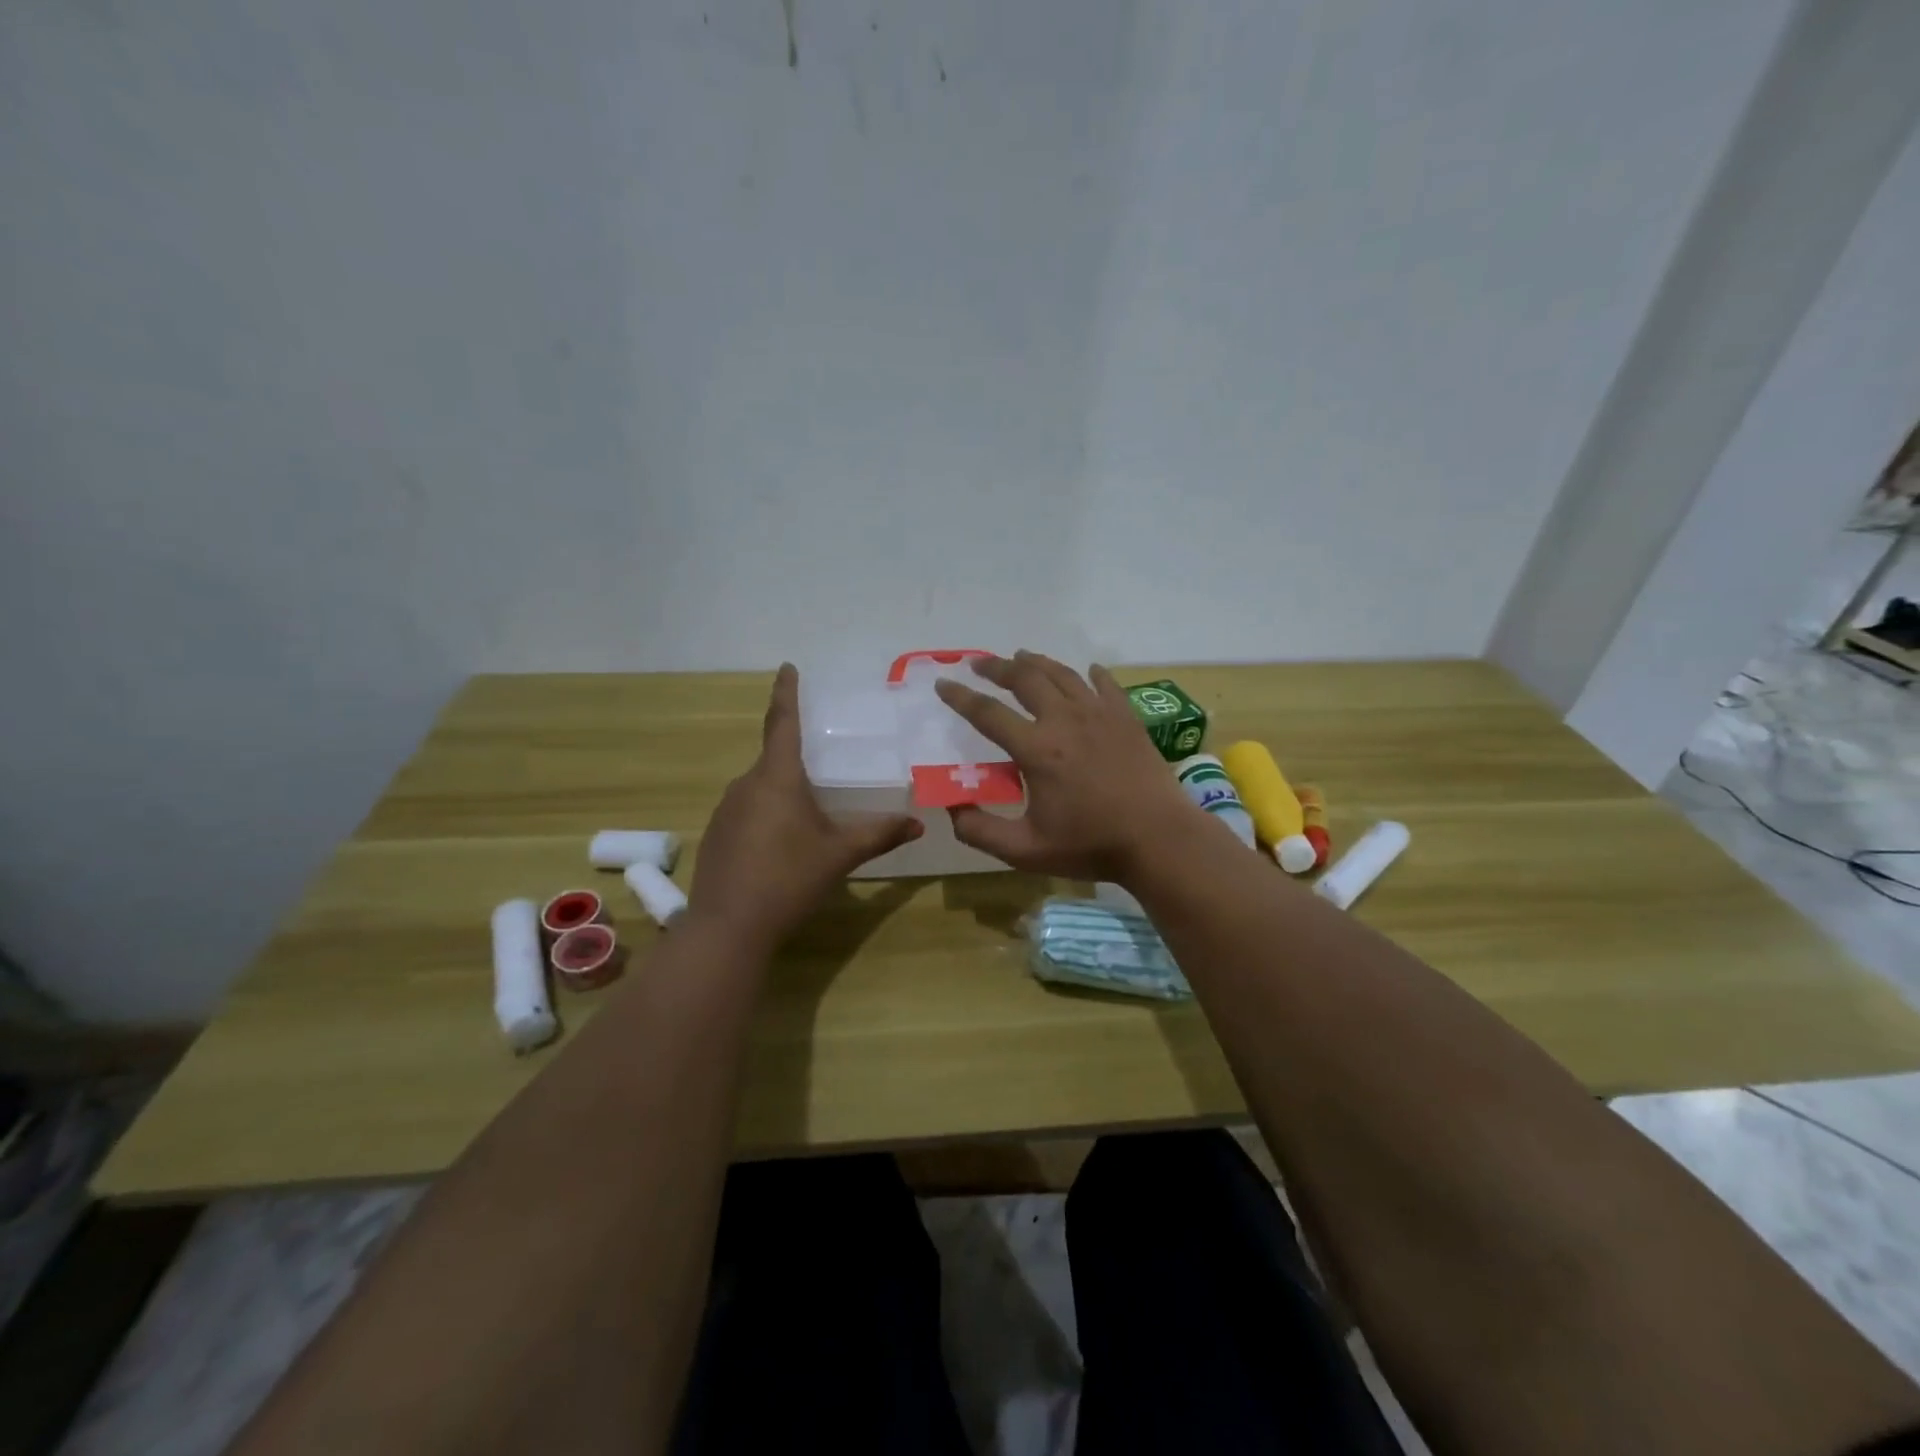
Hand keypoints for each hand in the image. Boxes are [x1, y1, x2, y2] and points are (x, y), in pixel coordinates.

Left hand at [690, 664, 922, 949]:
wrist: (727, 927)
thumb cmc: (788, 879)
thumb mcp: (840, 854)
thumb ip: (879, 834)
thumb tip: (919, 824)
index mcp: (777, 777)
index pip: (781, 722)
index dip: (786, 692)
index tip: (787, 667)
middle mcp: (746, 784)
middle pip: (774, 758)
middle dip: (796, 756)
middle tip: (825, 763)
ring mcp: (725, 810)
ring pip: (760, 787)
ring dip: (783, 791)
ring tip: (808, 813)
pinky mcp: (716, 834)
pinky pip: (747, 810)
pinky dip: (766, 814)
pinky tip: (781, 844)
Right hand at [934, 652, 1199, 880]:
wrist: (1158, 839)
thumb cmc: (1090, 845)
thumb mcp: (1024, 850)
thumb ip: (980, 831)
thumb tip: (951, 807)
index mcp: (1036, 749)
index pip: (988, 713)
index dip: (961, 697)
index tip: (943, 684)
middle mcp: (1064, 720)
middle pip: (1025, 679)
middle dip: (997, 667)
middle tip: (979, 663)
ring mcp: (1100, 714)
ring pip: (1062, 674)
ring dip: (1037, 663)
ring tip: (1021, 657)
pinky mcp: (1126, 718)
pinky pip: (1105, 685)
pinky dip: (1091, 674)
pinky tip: (1087, 670)